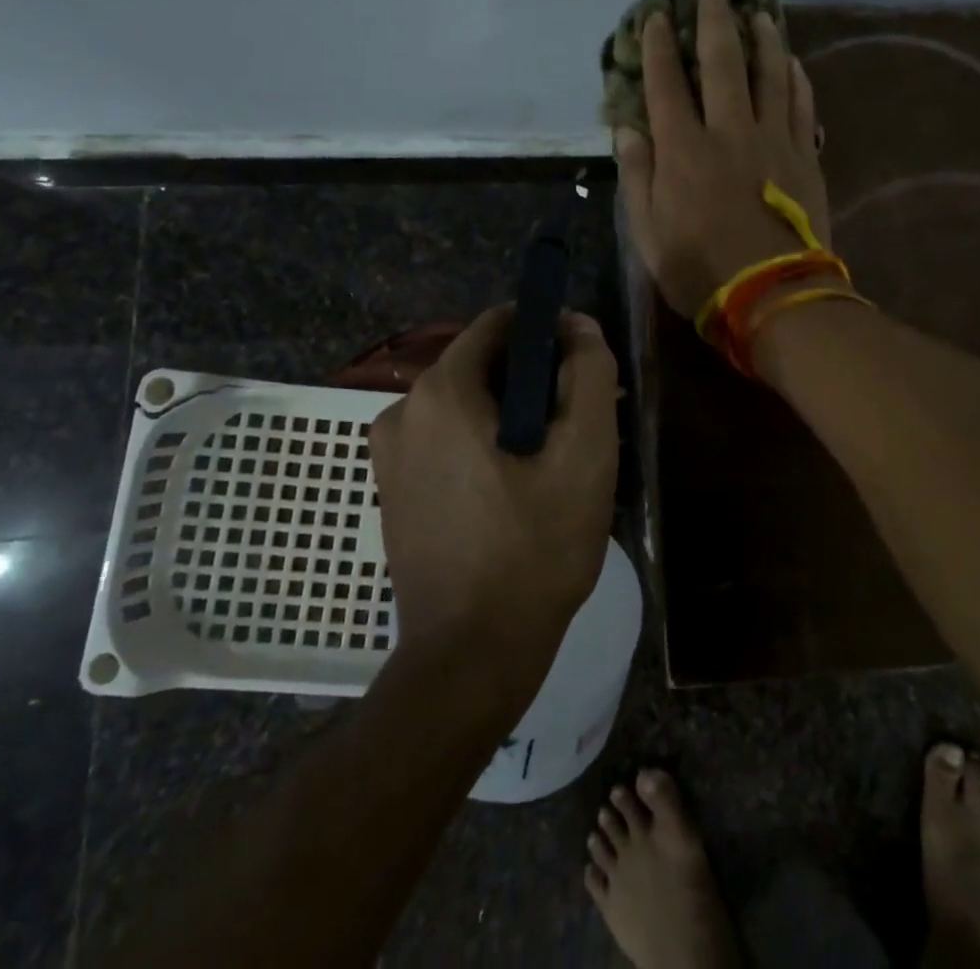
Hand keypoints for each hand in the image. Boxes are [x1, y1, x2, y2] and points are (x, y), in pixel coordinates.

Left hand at [369, 306, 619, 668]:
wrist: (471, 656)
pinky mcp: (394, 490)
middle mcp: (402, 409)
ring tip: (556, 463)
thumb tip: (578, 327)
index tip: (585, 367)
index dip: (551, 333)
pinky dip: (486, 445)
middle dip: (536, 381)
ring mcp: (390, 454)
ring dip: (514, 416)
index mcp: (441, 391)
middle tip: (581, 423)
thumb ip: (589, 373)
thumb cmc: (535, 547)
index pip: (501, 324)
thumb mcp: (586, 452)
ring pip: (468, 405)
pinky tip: (519, 489)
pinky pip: (448, 441)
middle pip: (485, 365)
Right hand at [615, 0, 830, 317]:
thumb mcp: (648, 235)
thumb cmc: (701, 271)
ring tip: (758, 13)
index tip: (655, 16)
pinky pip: (801, 105)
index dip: (658, 47)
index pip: (667, 85)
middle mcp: (729, 133)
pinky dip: (795, 78)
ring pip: (770, 74)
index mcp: (684, 152)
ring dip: (763, 38)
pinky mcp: (804, 156)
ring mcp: (773, 141)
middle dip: (713, 22)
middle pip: (722, 64)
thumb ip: (638, 178)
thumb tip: (628, 130)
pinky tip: (791, 61)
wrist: (774, 297)